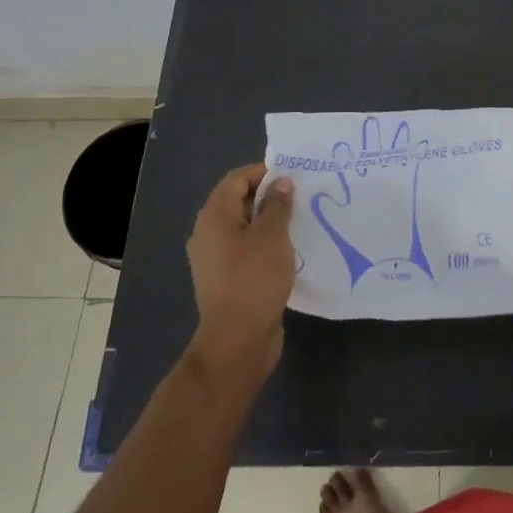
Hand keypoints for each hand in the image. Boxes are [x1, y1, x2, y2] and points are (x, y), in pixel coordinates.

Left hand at [186, 165, 296, 382]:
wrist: (237, 340)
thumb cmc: (254, 279)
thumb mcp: (273, 235)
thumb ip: (278, 205)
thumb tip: (281, 183)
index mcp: (214, 216)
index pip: (237, 179)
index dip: (264, 172)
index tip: (295, 176)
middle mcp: (208, 233)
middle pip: (239, 201)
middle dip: (270, 196)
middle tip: (303, 197)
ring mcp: (215, 258)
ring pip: (245, 228)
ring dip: (271, 222)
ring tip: (302, 221)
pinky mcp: (227, 279)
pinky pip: (247, 250)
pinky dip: (266, 244)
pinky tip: (291, 251)